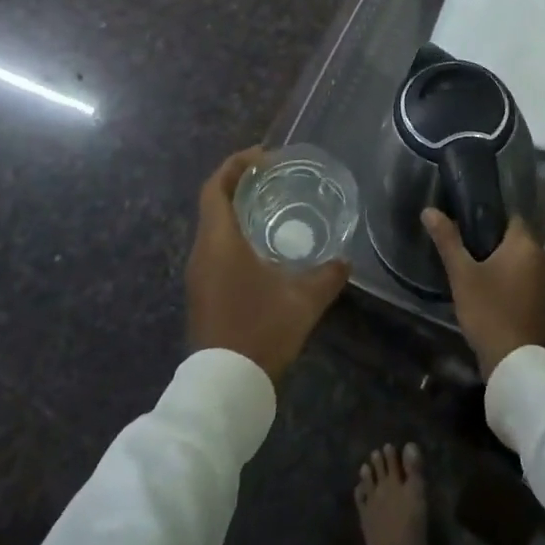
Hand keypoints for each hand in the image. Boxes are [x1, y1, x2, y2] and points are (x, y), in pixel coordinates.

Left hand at [187, 148, 349, 382]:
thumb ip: (327, 276)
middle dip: (237, 183)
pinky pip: (214, 248)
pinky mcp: (201, 293)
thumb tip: (345, 261)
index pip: (216, 188)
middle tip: (271, 176)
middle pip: (212, 203)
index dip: (235, 165)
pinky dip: (233, 234)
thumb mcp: (303, 301)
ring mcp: (198, 274)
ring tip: (269, 206)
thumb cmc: (260, 331)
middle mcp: (202, 252)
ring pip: (212, 227)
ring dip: (235, 210)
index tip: (262, 156)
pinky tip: (260, 247)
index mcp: (219, 242)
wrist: (224, 388)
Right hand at [422, 208, 544, 379]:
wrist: (515, 363)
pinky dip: (508, 278)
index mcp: (525, 244)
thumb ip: (447, 240)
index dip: (487, 216)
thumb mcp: (462, 274)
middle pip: (513, 238)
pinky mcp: (544, 301)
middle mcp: (541, 257)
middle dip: (490, 240)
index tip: (464, 222)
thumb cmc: (489, 311)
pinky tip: (488, 289)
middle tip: (462, 247)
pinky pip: (524, 278)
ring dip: (499, 261)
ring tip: (471, 267)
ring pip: (519, 259)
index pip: (509, 216)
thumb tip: (429, 210)